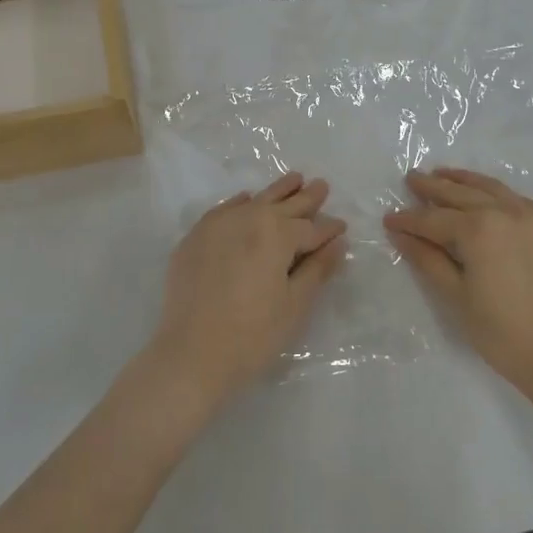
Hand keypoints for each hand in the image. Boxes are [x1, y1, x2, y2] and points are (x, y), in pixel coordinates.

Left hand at [153, 172, 346, 406]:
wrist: (191, 353)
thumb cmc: (253, 335)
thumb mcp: (295, 305)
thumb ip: (317, 269)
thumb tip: (337, 242)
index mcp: (277, 234)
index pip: (311, 229)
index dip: (329, 229)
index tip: (342, 226)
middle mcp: (249, 219)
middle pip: (284, 206)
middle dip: (306, 198)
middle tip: (322, 185)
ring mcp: (219, 225)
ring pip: (256, 200)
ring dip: (278, 191)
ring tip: (295, 178)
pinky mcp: (196, 237)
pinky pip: (225, 209)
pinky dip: (241, 202)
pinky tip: (247, 199)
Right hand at [385, 168, 532, 390]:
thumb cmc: (499, 331)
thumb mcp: (455, 295)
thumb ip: (427, 259)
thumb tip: (400, 234)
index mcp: (478, 229)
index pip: (433, 220)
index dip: (408, 220)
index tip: (388, 219)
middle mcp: (504, 212)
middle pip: (461, 195)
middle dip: (433, 188)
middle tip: (412, 179)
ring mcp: (531, 218)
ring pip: (492, 188)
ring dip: (464, 180)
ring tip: (443, 174)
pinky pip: (518, 200)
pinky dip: (497, 192)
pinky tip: (487, 194)